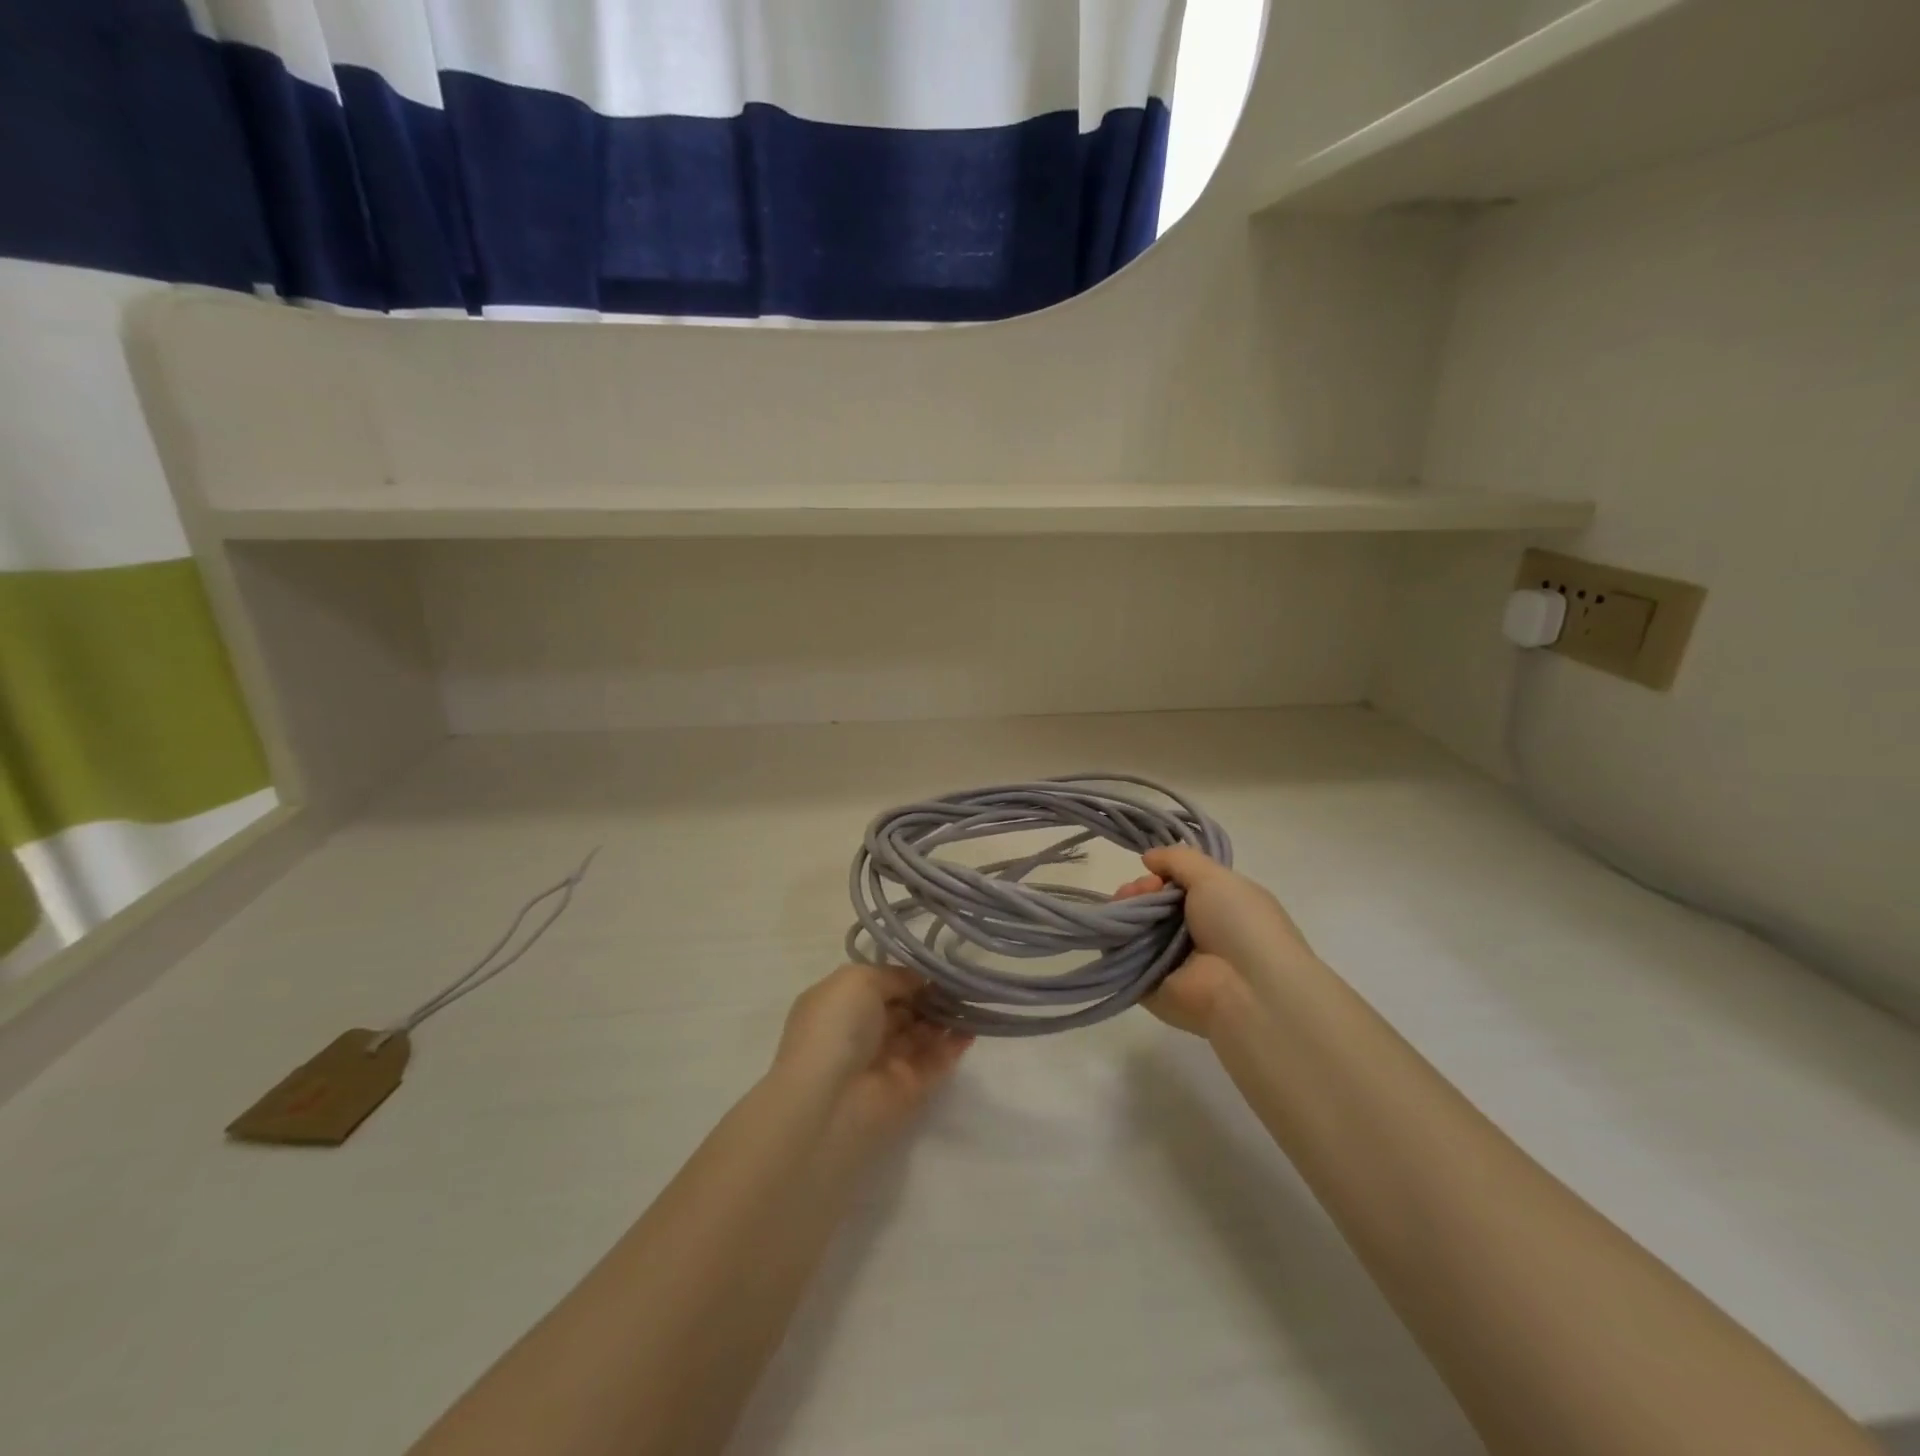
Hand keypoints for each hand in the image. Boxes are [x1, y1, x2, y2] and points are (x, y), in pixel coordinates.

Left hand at [772, 964, 972, 1142]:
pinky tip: (972, 1028)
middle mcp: (862, 1033)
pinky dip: (954, 1046)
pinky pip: (935, 1062)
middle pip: (905, 1010)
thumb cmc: (836, 1028)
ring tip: (972, 1000)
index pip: (882, 985)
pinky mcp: (909, 1090)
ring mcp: (886, 1063)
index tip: (938, 967)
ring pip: (922, 1035)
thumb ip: (893, 976)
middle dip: (931, 996)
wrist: (829, 1101)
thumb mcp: (857, 980)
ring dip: (946, 1018)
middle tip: (960, 982)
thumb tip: (919, 981)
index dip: (909, 976)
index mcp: (842, 1005)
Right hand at [1115, 847, 1317, 1036]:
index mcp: (1216, 911)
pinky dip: (1114, 936)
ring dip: (1126, 906)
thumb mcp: (1216, 877)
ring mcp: (1168, 961)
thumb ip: (1179, 859)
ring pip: (1134, 926)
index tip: (1157, 871)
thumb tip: (1149, 856)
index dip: (1163, 874)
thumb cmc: (1241, 925)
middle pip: (1152, 904)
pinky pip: (1121, 955)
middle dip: (1141, 889)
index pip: (1177, 888)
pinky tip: (1120, 923)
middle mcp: (1192, 935)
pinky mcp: (1146, 984)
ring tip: (1128, 901)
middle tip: (1146, 888)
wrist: (1249, 990)